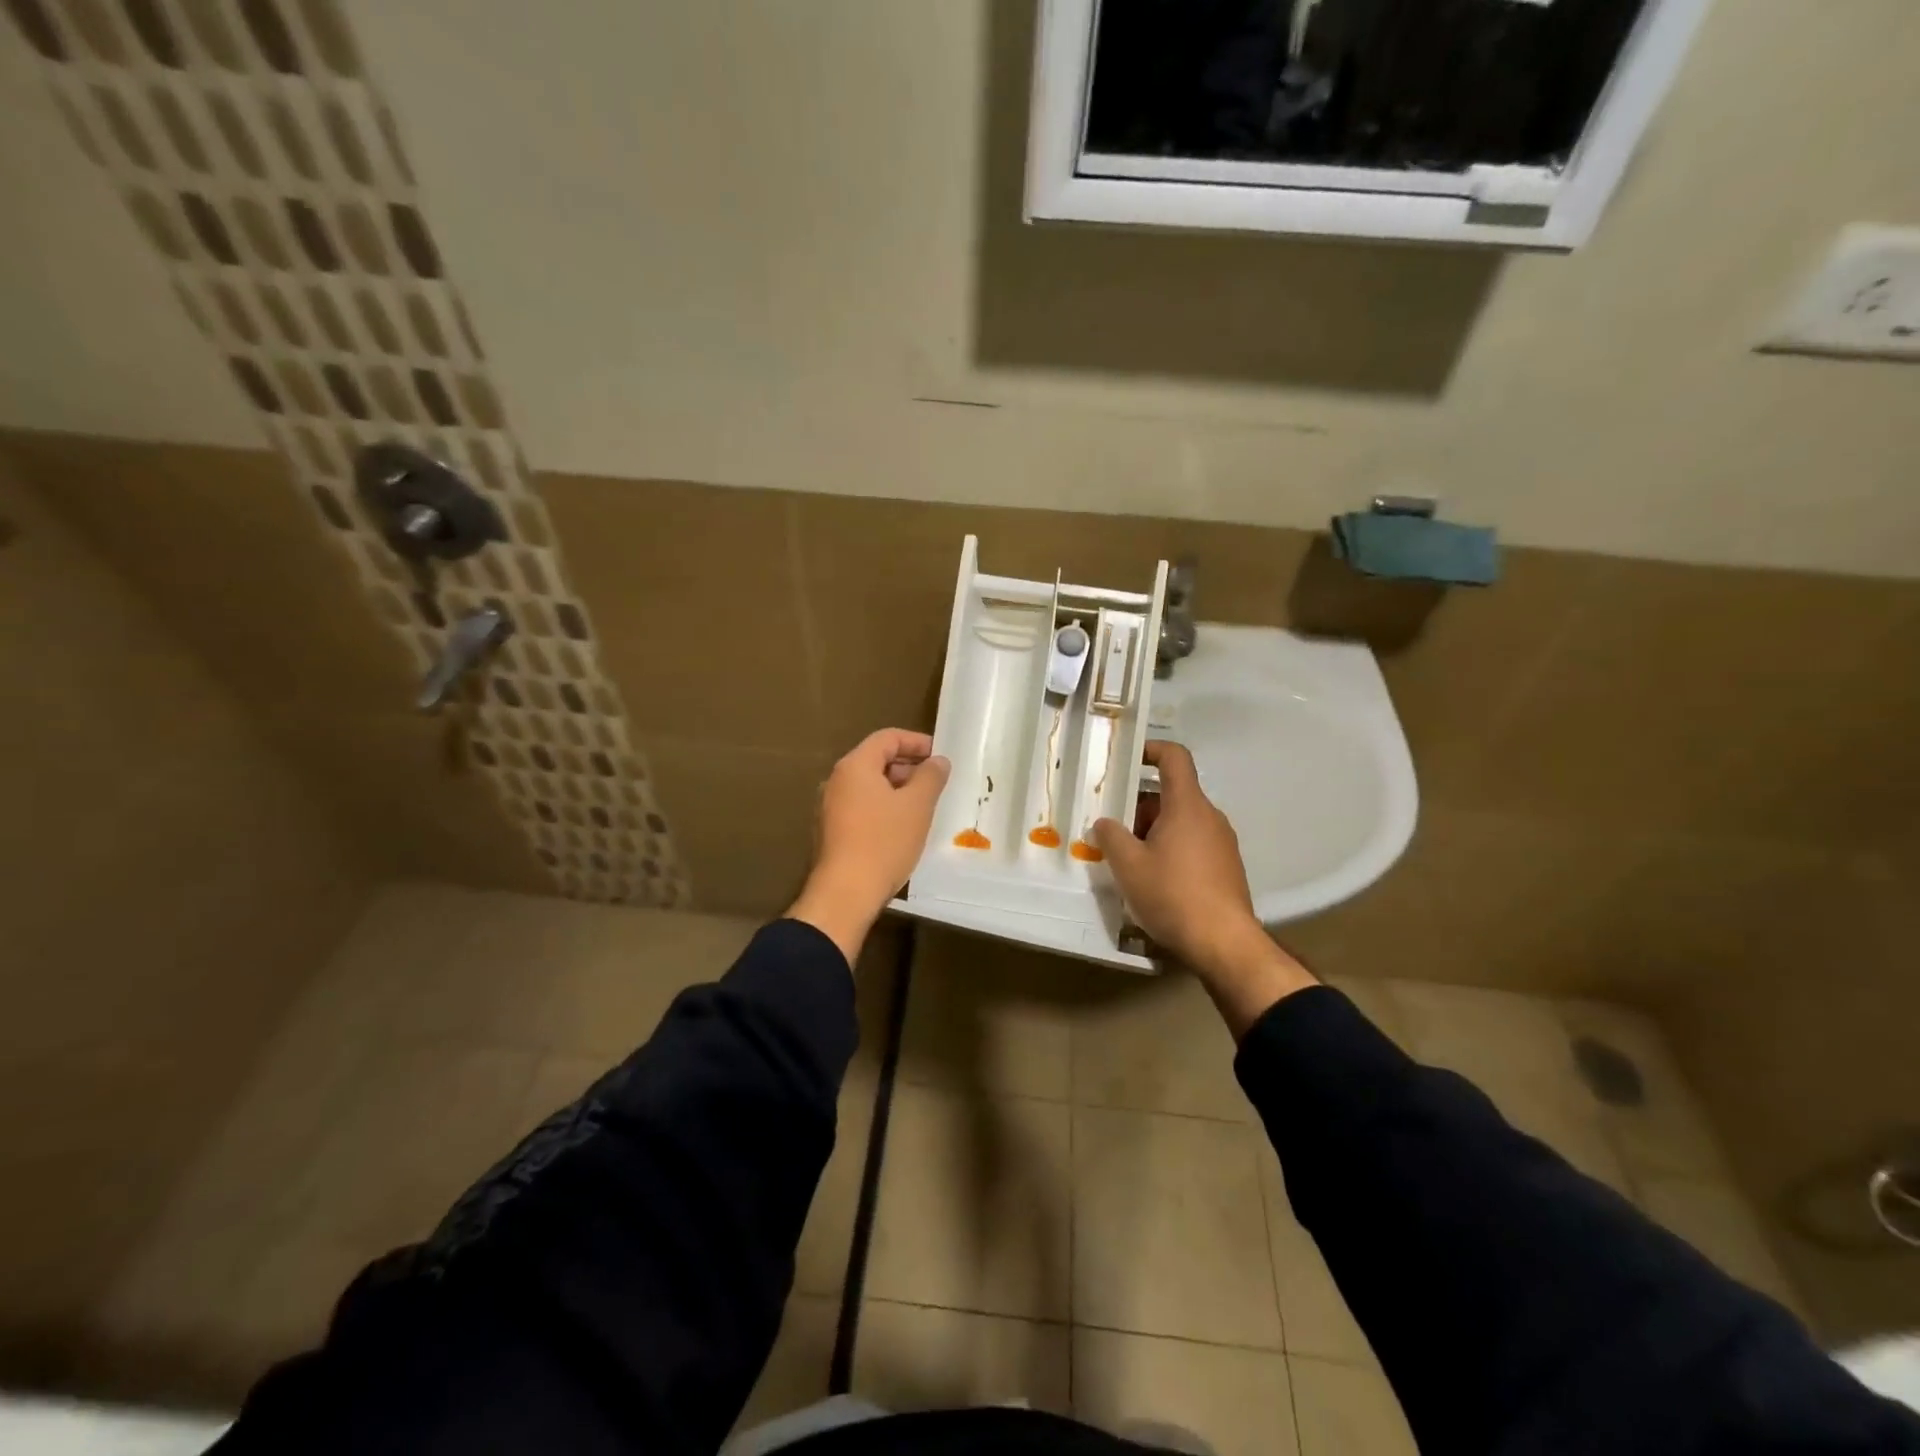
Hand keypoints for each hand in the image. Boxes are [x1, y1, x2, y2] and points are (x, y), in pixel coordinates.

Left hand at [788, 728, 950, 964]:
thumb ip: (931, 777)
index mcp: (855, 766)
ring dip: (896, 789)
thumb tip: (938, 761)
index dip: (916, 742)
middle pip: (875, 760)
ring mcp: (829, 807)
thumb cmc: (884, 842)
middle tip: (935, 781)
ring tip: (922, 805)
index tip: (939, 755)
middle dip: (908, 766)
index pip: (887, 738)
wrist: (845, 893)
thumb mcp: (917, 806)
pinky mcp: (830, 831)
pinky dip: (882, 807)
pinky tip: (901, 827)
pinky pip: (860, 806)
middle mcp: (836, 780)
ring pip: (868, 786)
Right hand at [1091, 742, 1313, 1032]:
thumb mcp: (1128, 865)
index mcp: (1187, 805)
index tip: (1127, 759)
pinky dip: (1171, 851)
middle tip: (1111, 829)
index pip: (1174, 758)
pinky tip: (1152, 880)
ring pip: (1181, 822)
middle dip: (1139, 807)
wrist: (1224, 943)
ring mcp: (1222, 843)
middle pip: (1172, 795)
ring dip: (1153, 832)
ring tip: (1127, 859)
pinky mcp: (1226, 868)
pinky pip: (1193, 845)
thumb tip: (1105, 822)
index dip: (1151, 750)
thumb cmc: (1172, 895)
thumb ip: (1111, 836)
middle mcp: (1210, 817)